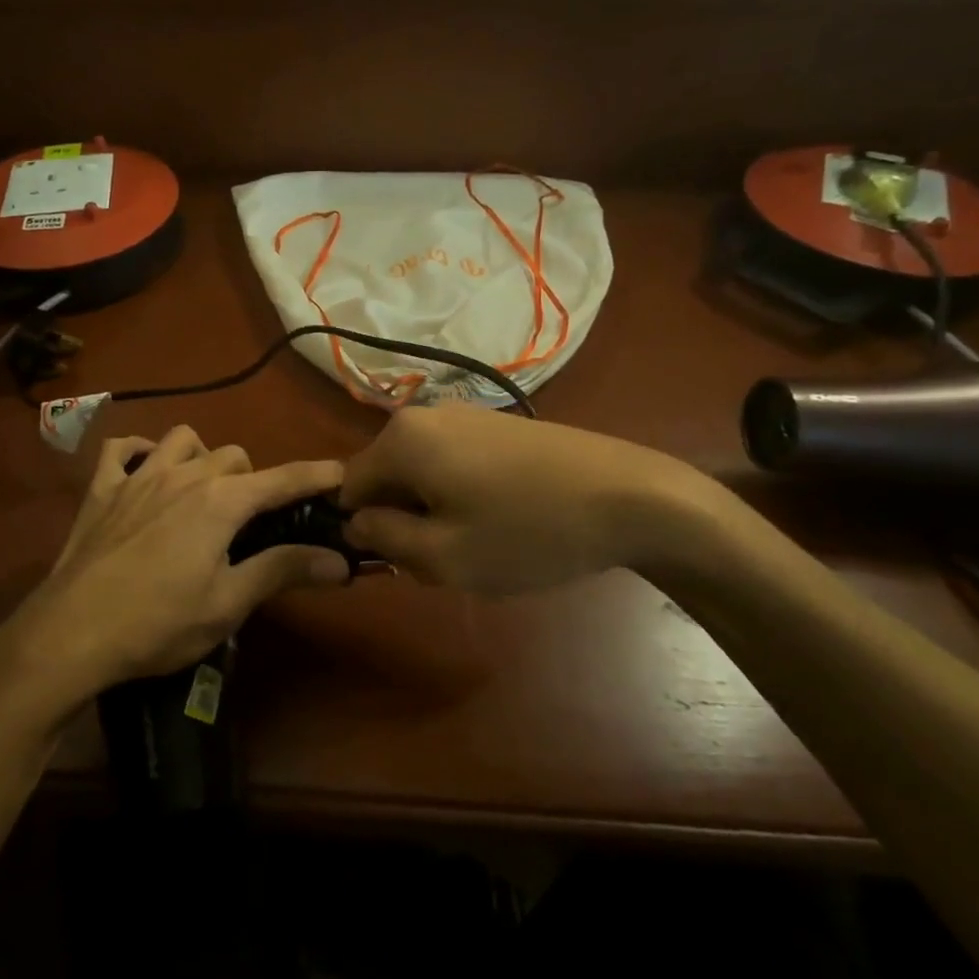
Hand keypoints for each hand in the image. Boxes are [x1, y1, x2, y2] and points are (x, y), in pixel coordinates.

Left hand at [0, 427, 349, 715]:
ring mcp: (138, 476)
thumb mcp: (228, 604)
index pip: (283, 479)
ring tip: (202, 491)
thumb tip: (340, 561)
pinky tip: (144, 473)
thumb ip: (283, 571)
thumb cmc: (157, 623)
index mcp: (221, 501)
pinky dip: (139, 453)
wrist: (70, 634)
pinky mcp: (101, 489)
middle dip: (253, 480)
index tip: (342, 474)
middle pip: (235, 456)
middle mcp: (184, 475)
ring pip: (182, 440)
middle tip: (253, 521)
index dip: (316, 476)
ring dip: (202, 457)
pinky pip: (121, 449)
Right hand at [339, 406, 717, 594]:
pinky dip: (463, 496)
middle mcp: (425, 414)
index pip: (348, 488)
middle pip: (387, 479)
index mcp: (402, 438)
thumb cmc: (528, 531)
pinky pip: (454, 463)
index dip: (365, 532)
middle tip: (446, 561)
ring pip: (422, 474)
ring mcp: (465, 415)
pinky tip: (505, 521)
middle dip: (404, 522)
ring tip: (481, 545)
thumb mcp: (443, 556)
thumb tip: (356, 521)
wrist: (630, 496)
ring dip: (435, 513)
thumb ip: (383, 539)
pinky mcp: (498, 424)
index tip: (401, 563)